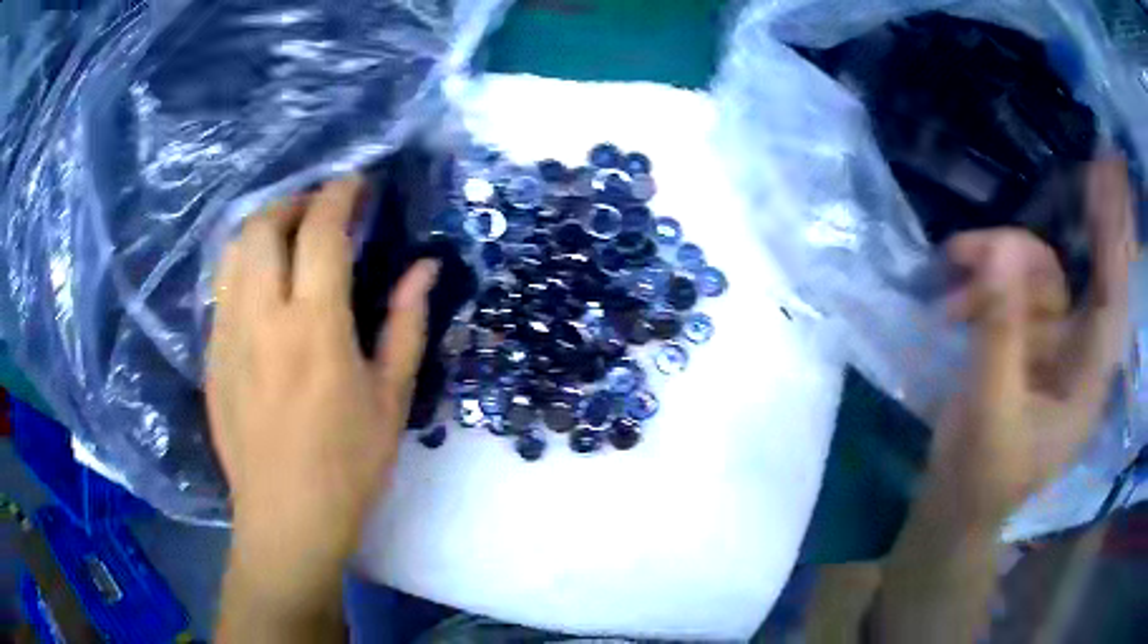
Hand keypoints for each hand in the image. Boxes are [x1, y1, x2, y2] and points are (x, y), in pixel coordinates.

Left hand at [207, 176, 437, 619]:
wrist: (285, 518)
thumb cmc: (348, 466)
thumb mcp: (391, 399)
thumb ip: (406, 324)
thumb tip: (424, 268)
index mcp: (314, 328)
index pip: (320, 232)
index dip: (339, 195)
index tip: (356, 183)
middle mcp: (262, 318)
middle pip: (263, 226)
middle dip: (294, 201)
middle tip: (321, 210)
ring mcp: (227, 335)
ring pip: (233, 251)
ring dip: (263, 228)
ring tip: (288, 238)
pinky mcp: (211, 356)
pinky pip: (221, 287)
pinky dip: (244, 265)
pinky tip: (263, 286)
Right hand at [932, 158, 1135, 527]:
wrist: (956, 503)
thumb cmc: (982, 475)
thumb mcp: (990, 408)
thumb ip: (999, 331)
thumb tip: (999, 251)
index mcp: (1086, 380)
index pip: (1114, 298)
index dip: (1117, 238)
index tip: (1113, 179)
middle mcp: (1078, 353)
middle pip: (1088, 274)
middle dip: (1089, 222)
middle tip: (1090, 168)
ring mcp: (1051, 345)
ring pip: (1039, 275)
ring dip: (1000, 258)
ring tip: (955, 260)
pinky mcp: (1024, 341)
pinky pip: (1011, 291)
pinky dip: (983, 283)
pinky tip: (951, 296)